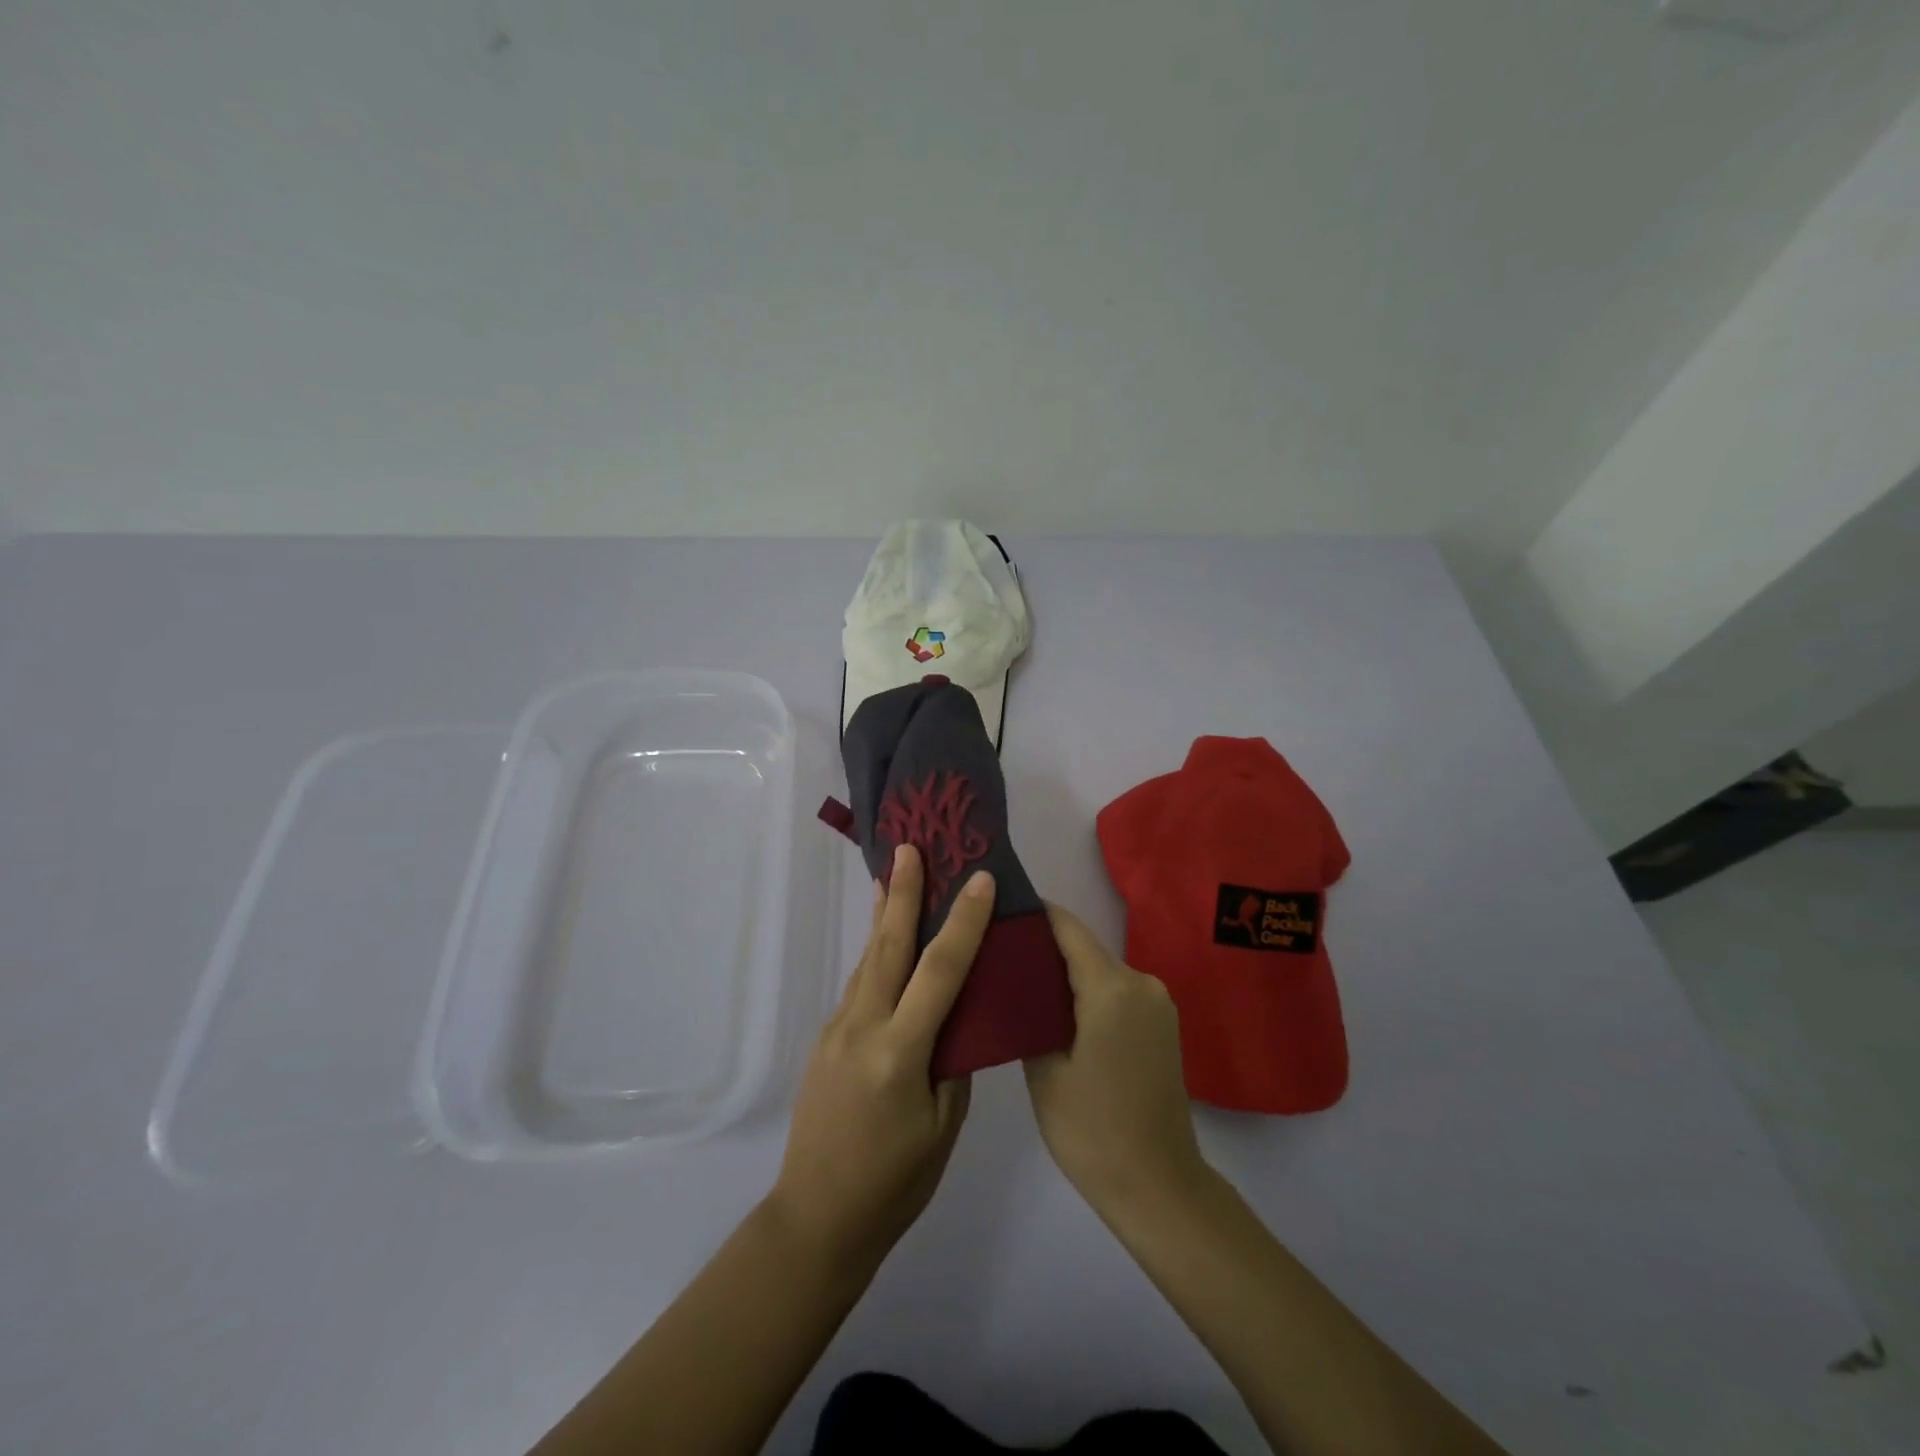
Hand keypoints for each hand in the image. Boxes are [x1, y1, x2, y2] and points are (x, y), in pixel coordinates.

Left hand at [767, 843, 993, 1275]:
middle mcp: (863, 1026)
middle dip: (903, 891)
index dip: (963, 922)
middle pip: (888, 945)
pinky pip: (859, 983)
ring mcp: (838, 1029)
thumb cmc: (893, 1183)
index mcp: (900, 1051)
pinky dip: (876, 951)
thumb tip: (957, 1015)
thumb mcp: (941, 1126)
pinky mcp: (827, 1039)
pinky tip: (884, 940)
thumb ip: (951, 1062)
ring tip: (895, 874)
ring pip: (869, 959)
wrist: (816, 1217)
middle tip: (911, 846)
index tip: (979, 880)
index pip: (940, 971)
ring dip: (884, 914)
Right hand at [1024, 903, 1207, 1215]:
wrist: (1158, 1188)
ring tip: (1021, 988)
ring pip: (1099, 971)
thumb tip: (1014, 977)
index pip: (1066, 926)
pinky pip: (1116, 993)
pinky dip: (1087, 995)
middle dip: (1042, 948)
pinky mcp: (1162, 1025)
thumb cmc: (1092, 1130)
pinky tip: (1058, 1016)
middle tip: (997, 957)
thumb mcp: (1044, 1070)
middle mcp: (1141, 982)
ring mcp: (1158, 1003)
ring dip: (1064, 975)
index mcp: (1112, 987)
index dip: (1032, 913)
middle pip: (1083, 948)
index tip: (996, 911)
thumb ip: (1030, 1011)